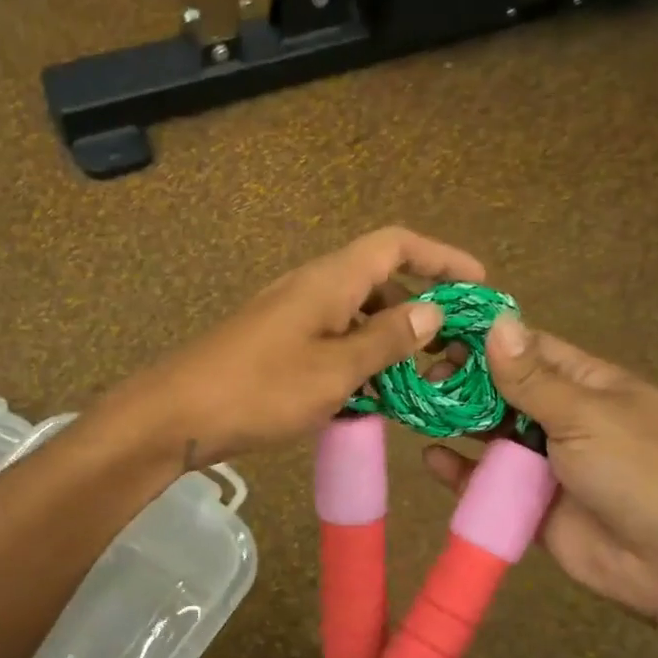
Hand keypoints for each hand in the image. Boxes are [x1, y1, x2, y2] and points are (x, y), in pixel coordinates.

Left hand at [108, 227, 485, 465]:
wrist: (177, 413)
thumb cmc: (261, 389)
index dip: (441, 256)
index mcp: (329, 280)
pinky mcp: (275, 344)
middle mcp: (311, 287)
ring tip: (417, 379)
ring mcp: (289, 315)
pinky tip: (368, 395)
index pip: (396, 244)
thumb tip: (433, 309)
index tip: (479, 284)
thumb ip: (387, 338)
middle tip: (450, 347)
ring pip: (354, 314)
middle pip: (378, 278)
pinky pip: (330, 339)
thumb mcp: (336, 369)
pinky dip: (357, 358)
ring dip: (388, 339)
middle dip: (419, 306)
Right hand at [422, 315, 657, 626]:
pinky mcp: (531, 504)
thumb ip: (532, 378)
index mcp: (593, 387)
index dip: (490, 341)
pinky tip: (432, 458)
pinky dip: (461, 471)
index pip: (534, 351)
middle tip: (422, 376)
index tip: (441, 333)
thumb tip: (497, 323)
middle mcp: (568, 420)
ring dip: (459, 423)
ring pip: (494, 435)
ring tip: (417, 411)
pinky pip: (489, 482)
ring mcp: (549, 464)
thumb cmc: (638, 471)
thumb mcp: (585, 415)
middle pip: (508, 392)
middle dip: (467, 382)